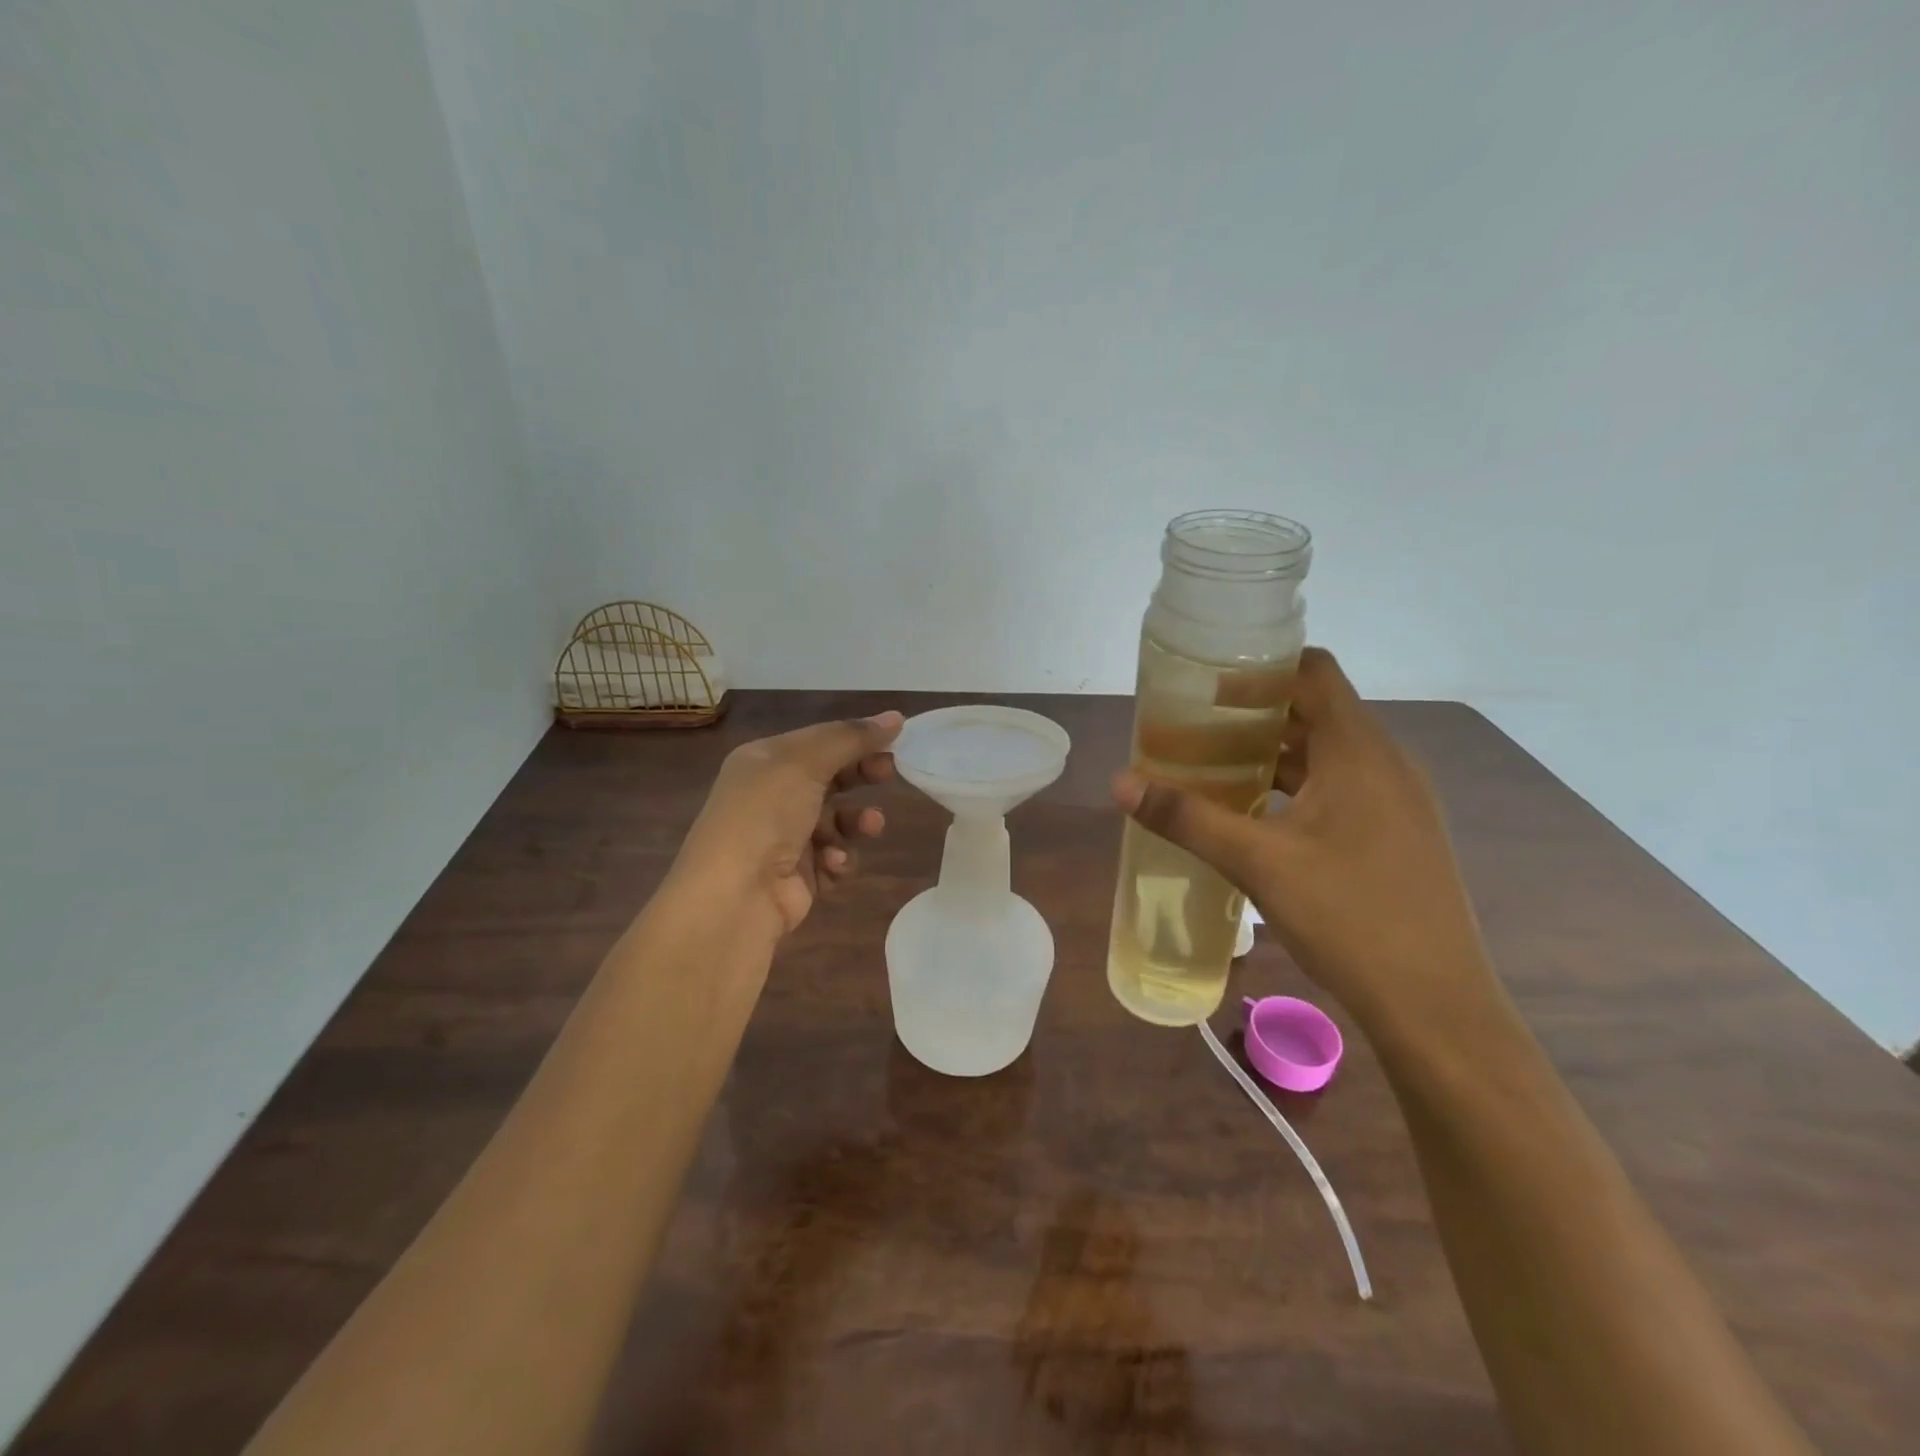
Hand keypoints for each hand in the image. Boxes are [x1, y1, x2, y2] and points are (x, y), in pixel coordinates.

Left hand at [677, 712, 901, 937]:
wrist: (734, 896)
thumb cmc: (766, 815)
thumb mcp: (806, 763)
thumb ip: (852, 738)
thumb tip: (896, 717)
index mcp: (764, 761)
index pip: (818, 740)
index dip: (856, 737)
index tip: (895, 739)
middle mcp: (771, 795)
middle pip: (829, 777)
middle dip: (860, 775)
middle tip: (889, 774)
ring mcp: (783, 837)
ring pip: (837, 820)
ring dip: (856, 822)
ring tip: (870, 827)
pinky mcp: (797, 874)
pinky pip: (832, 858)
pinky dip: (838, 859)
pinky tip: (833, 864)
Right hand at [1112, 649, 1493, 1029]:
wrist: (1436, 1008)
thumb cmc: (1350, 918)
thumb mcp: (1258, 863)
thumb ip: (1187, 817)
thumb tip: (1120, 783)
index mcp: (1360, 752)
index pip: (1314, 673)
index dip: (1261, 668)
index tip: (1208, 684)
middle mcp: (1386, 764)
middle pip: (1316, 712)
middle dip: (1255, 714)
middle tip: (1195, 728)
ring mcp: (1397, 802)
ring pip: (1327, 755)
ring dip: (1273, 754)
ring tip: (1214, 768)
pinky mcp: (1396, 835)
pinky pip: (1339, 788)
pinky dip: (1294, 787)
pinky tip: (1256, 816)